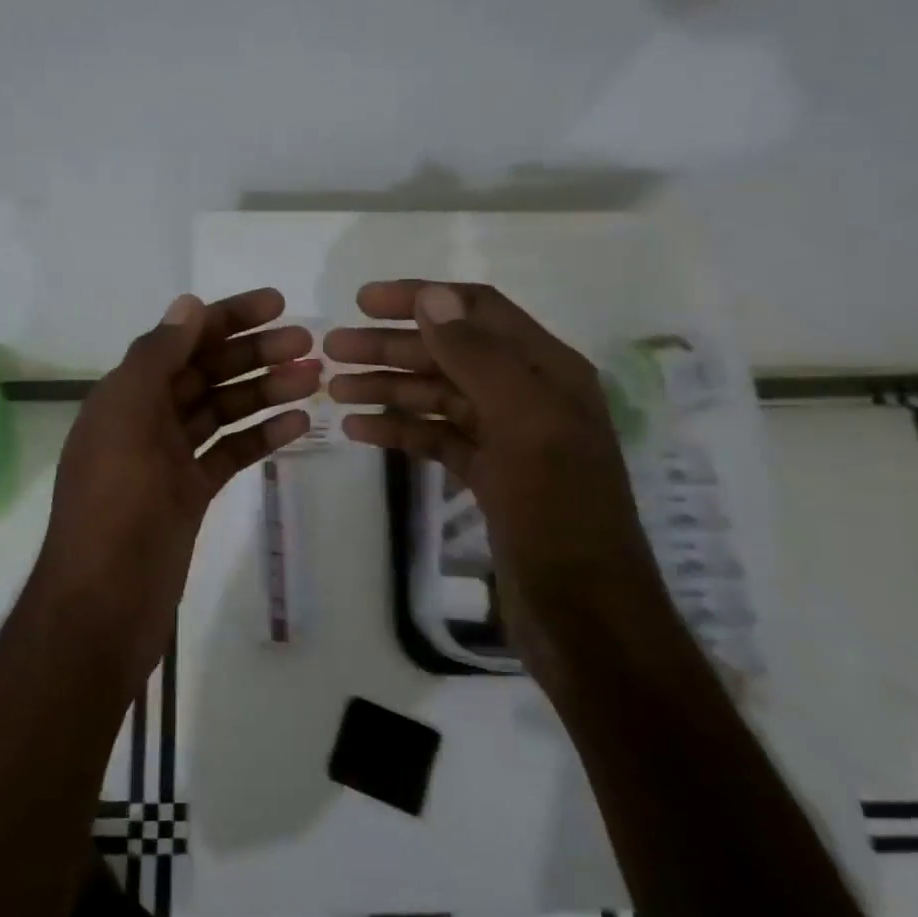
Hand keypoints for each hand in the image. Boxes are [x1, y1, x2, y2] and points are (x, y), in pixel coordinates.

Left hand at [37, 289, 319, 686]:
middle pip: (207, 372)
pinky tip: (299, 422)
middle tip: (307, 341)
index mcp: (125, 395)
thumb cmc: (114, 503)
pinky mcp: (191, 494)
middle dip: (254, 352)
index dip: (226, 318)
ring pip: (224, 411)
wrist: (104, 602)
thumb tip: (188, 304)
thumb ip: (157, 358)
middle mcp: (146, 419)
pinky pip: (230, 453)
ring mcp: (170, 458)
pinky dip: (261, 435)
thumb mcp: (127, 418)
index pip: (181, 339)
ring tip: (314, 376)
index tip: (276, 303)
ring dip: (266, 390)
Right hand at [325, 281, 665, 672]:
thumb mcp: (523, 425)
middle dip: (391, 346)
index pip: (477, 312)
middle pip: (450, 354)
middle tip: (332, 349)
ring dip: (388, 387)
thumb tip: (433, 298)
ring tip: (335, 388)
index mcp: (547, 371)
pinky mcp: (489, 477)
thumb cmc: (559, 514)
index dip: (421, 299)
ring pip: (438, 397)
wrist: (585, 618)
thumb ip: (478, 357)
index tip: (362, 301)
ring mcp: (508, 439)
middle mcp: (528, 395)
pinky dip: (399, 430)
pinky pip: (437, 439)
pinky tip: (358, 430)